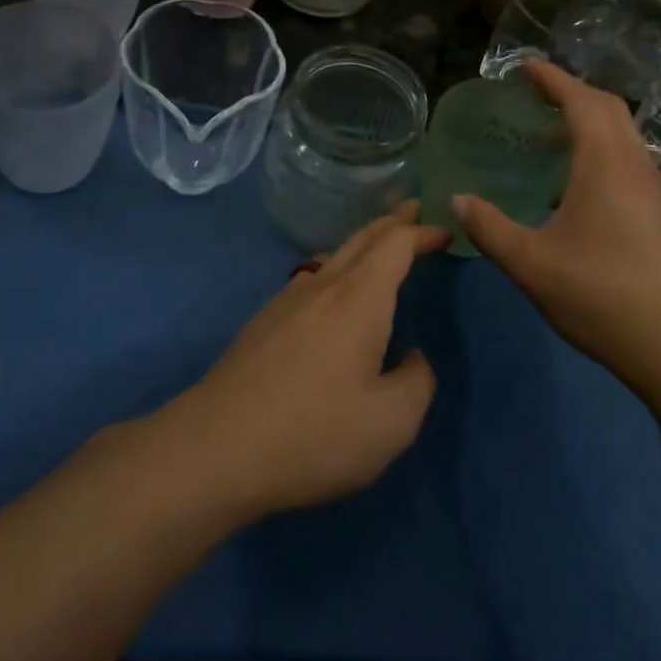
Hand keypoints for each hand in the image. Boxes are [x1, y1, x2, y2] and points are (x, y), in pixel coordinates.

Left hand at [159, 205, 449, 521]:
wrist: (216, 447)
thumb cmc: (313, 433)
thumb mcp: (390, 423)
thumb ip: (416, 383)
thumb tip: (413, 359)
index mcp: (359, 298)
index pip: (395, 243)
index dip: (422, 233)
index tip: (444, 233)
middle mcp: (322, 286)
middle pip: (362, 238)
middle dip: (392, 222)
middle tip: (414, 212)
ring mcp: (287, 300)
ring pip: (332, 255)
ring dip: (362, 244)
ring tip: (379, 248)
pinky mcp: (264, 322)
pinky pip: (311, 278)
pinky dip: (337, 269)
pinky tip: (333, 295)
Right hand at [452, 60, 660, 385]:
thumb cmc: (602, 297)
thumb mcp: (531, 265)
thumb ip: (489, 228)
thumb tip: (456, 199)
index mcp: (606, 165)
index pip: (581, 101)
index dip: (552, 78)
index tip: (523, 66)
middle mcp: (635, 166)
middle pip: (608, 108)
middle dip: (571, 91)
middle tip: (532, 94)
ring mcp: (654, 189)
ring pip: (623, 133)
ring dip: (588, 119)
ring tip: (548, 132)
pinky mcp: (660, 213)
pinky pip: (628, 157)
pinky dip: (600, 146)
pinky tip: (574, 180)